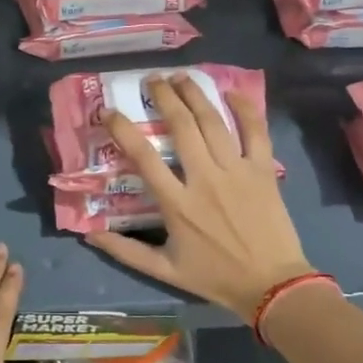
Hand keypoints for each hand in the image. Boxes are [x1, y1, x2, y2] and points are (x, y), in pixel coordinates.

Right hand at [85, 75, 314, 322]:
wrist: (272, 285)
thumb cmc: (216, 277)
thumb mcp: (165, 270)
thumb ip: (126, 251)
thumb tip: (89, 235)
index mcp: (177, 204)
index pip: (143, 157)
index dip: (122, 130)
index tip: (109, 111)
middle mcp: (205, 179)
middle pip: (181, 127)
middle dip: (164, 97)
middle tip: (151, 80)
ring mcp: (236, 171)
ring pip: (213, 122)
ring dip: (195, 95)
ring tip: (181, 77)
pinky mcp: (263, 170)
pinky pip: (255, 131)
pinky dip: (244, 109)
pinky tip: (231, 93)